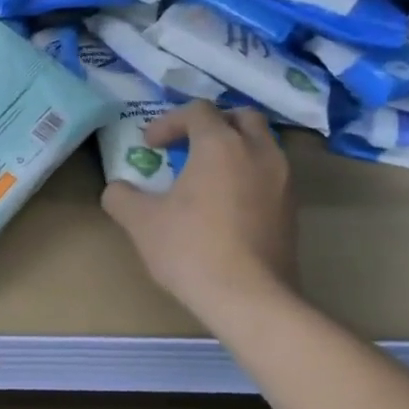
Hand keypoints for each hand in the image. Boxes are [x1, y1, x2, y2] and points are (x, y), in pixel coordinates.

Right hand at [102, 101, 297, 323]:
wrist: (248, 297)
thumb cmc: (190, 249)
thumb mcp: (140, 222)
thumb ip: (121, 196)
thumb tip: (117, 190)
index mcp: (221, 145)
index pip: (197, 111)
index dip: (169, 122)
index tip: (150, 145)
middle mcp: (259, 152)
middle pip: (241, 117)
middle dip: (211, 124)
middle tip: (186, 146)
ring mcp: (282, 180)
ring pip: (261, 145)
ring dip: (233, 149)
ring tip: (205, 176)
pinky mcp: (291, 208)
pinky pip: (269, 174)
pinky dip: (247, 174)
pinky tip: (224, 204)